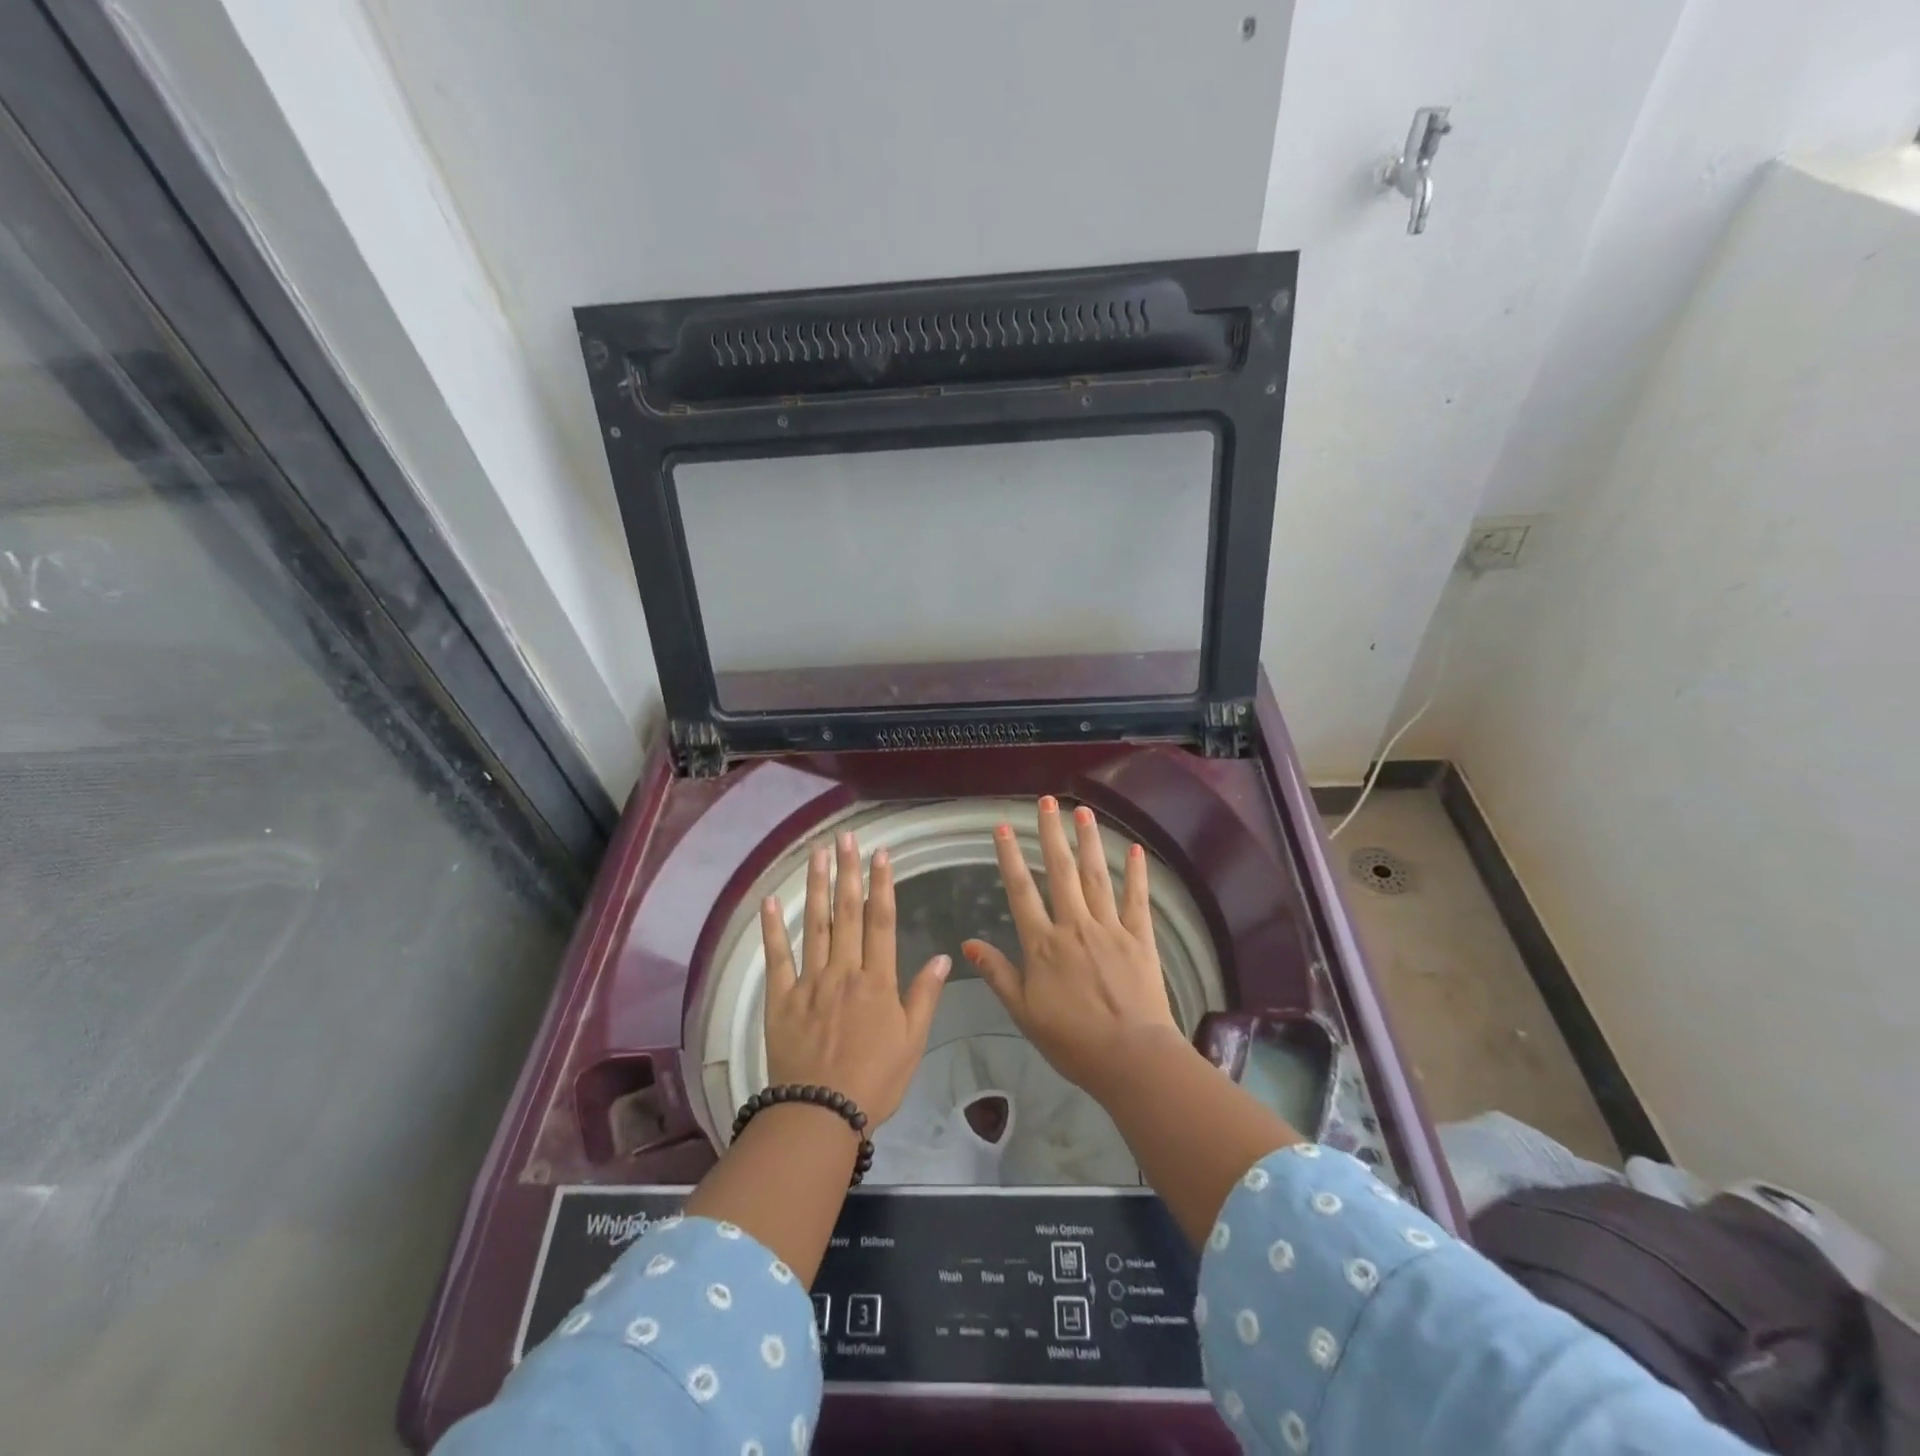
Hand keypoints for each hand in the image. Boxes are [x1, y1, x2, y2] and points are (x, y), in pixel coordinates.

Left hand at [761, 830, 949, 1125]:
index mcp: (877, 981)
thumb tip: (945, 956)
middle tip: (846, 838)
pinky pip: (777, 958)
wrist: (820, 1113)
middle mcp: (844, 971)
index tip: (881, 854)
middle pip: (846, 913)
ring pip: (814, 925)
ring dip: (816, 887)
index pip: (881, 921)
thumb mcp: (912, 1042)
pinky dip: (773, 928)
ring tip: (818, 855)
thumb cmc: (874, 1081)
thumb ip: (924, 996)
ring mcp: (809, 982)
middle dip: (848, 872)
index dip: (882, 885)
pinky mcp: (780, 998)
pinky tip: (770, 900)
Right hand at [963, 796, 1182, 1093]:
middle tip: (1047, 801)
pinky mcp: (1140, 938)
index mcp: (1043, 944)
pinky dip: (1135, 873)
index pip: (1021, 890)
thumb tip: (968, 944)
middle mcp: (1074, 926)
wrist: (1131, 1057)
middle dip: (1051, 833)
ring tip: (1082, 811)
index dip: (1010, 856)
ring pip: (1096, 876)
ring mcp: (1110, 928)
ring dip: (1088, 841)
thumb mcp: (1024, 1012)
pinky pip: (1137, 899)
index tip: (1002, 826)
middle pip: (1060, 871)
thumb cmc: (1072, 1040)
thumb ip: (998, 974)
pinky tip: (1133, 848)